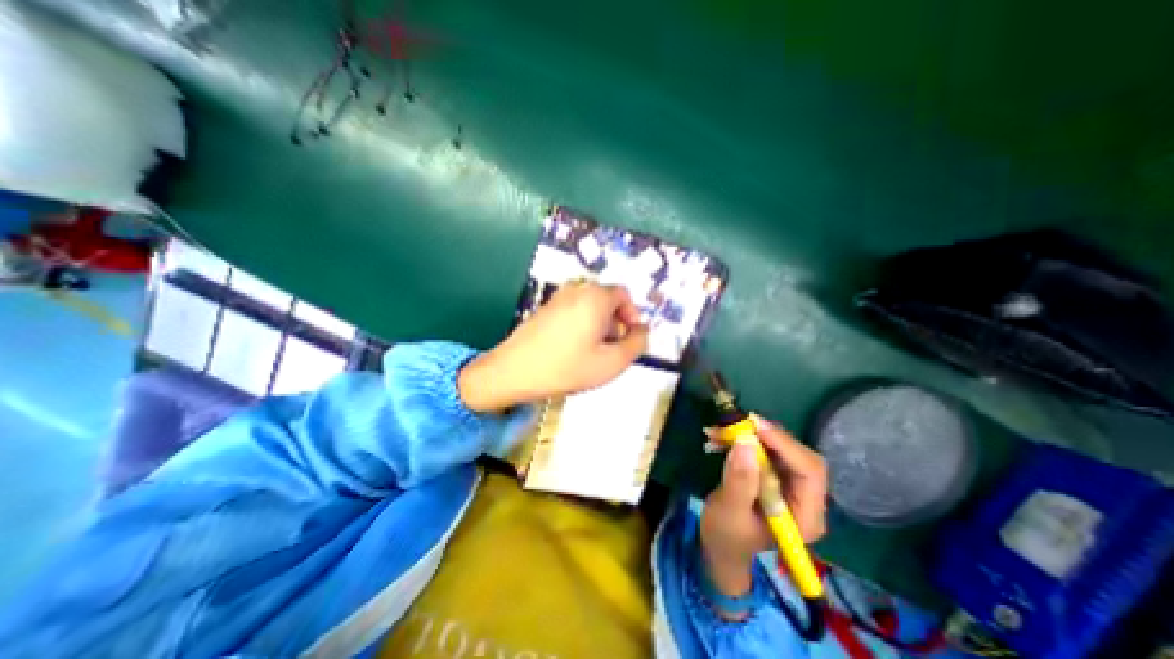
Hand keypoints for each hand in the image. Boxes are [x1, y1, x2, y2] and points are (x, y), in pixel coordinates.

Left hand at [455, 281, 645, 411]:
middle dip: (616, 322)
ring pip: (589, 307)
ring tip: (595, 352)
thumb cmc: (566, 367)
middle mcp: (576, 291)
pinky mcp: (545, 309)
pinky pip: (573, 311)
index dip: (632, 315)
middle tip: (614, 348)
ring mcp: (557, 298)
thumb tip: (642, 332)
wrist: (514, 372)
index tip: (631, 337)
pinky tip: (574, 350)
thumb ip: (636, 344)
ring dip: (599, 325)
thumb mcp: (612, 363)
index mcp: (595, 298)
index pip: (623, 295)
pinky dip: (582, 325)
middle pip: (606, 300)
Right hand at [701, 418, 829, 608]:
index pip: (810, 472)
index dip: (786, 445)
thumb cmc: (726, 536)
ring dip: (752, 435)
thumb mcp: (729, 511)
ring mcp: (791, 485)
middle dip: (767, 436)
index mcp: (805, 516)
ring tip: (721, 431)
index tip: (755, 427)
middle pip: (798, 455)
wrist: (720, 544)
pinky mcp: (775, 475)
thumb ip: (740, 481)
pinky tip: (720, 438)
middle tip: (737, 424)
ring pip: (781, 447)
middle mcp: (806, 498)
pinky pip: (766, 449)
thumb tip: (745, 443)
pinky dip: (745, 439)